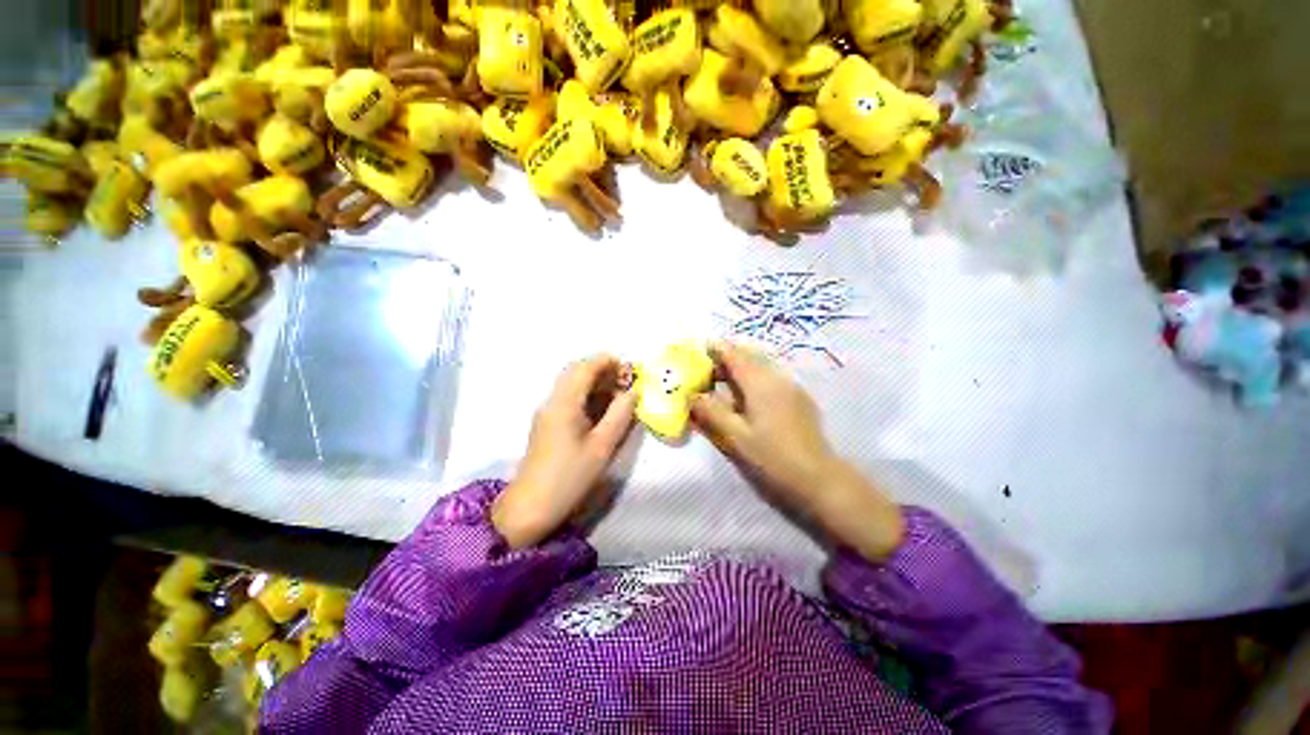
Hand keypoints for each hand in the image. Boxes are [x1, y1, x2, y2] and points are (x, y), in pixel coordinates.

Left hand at [492, 355, 637, 548]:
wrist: (530, 507)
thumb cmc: (569, 477)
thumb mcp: (602, 446)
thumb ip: (620, 415)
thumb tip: (632, 392)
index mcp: (564, 403)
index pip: (584, 368)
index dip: (606, 362)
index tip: (628, 368)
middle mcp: (552, 401)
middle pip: (575, 372)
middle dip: (601, 370)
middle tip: (625, 382)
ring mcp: (547, 412)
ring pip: (571, 385)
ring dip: (594, 383)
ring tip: (618, 394)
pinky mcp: (547, 424)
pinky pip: (568, 398)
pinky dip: (587, 395)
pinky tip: (602, 410)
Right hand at [690, 341, 904, 560]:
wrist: (818, 479)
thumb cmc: (772, 457)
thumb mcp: (735, 436)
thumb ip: (710, 412)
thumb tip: (691, 395)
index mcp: (759, 382)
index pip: (734, 355)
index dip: (716, 349)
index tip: (700, 348)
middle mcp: (776, 377)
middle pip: (748, 357)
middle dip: (727, 359)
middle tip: (707, 371)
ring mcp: (791, 387)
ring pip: (761, 368)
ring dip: (741, 370)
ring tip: (724, 384)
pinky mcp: (799, 400)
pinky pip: (771, 379)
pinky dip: (754, 380)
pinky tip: (749, 399)